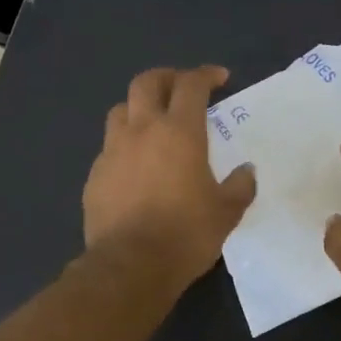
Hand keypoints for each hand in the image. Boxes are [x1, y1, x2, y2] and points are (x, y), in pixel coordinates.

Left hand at [84, 66, 256, 290]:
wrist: (130, 266)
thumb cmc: (186, 234)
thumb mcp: (226, 213)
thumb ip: (239, 186)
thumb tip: (246, 171)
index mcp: (179, 132)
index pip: (191, 85)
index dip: (205, 75)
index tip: (219, 78)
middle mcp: (141, 131)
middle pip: (146, 82)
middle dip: (166, 77)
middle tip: (181, 87)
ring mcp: (112, 151)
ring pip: (120, 110)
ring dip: (138, 107)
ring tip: (152, 122)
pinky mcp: (95, 175)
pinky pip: (109, 147)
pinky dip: (124, 145)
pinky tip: (134, 166)